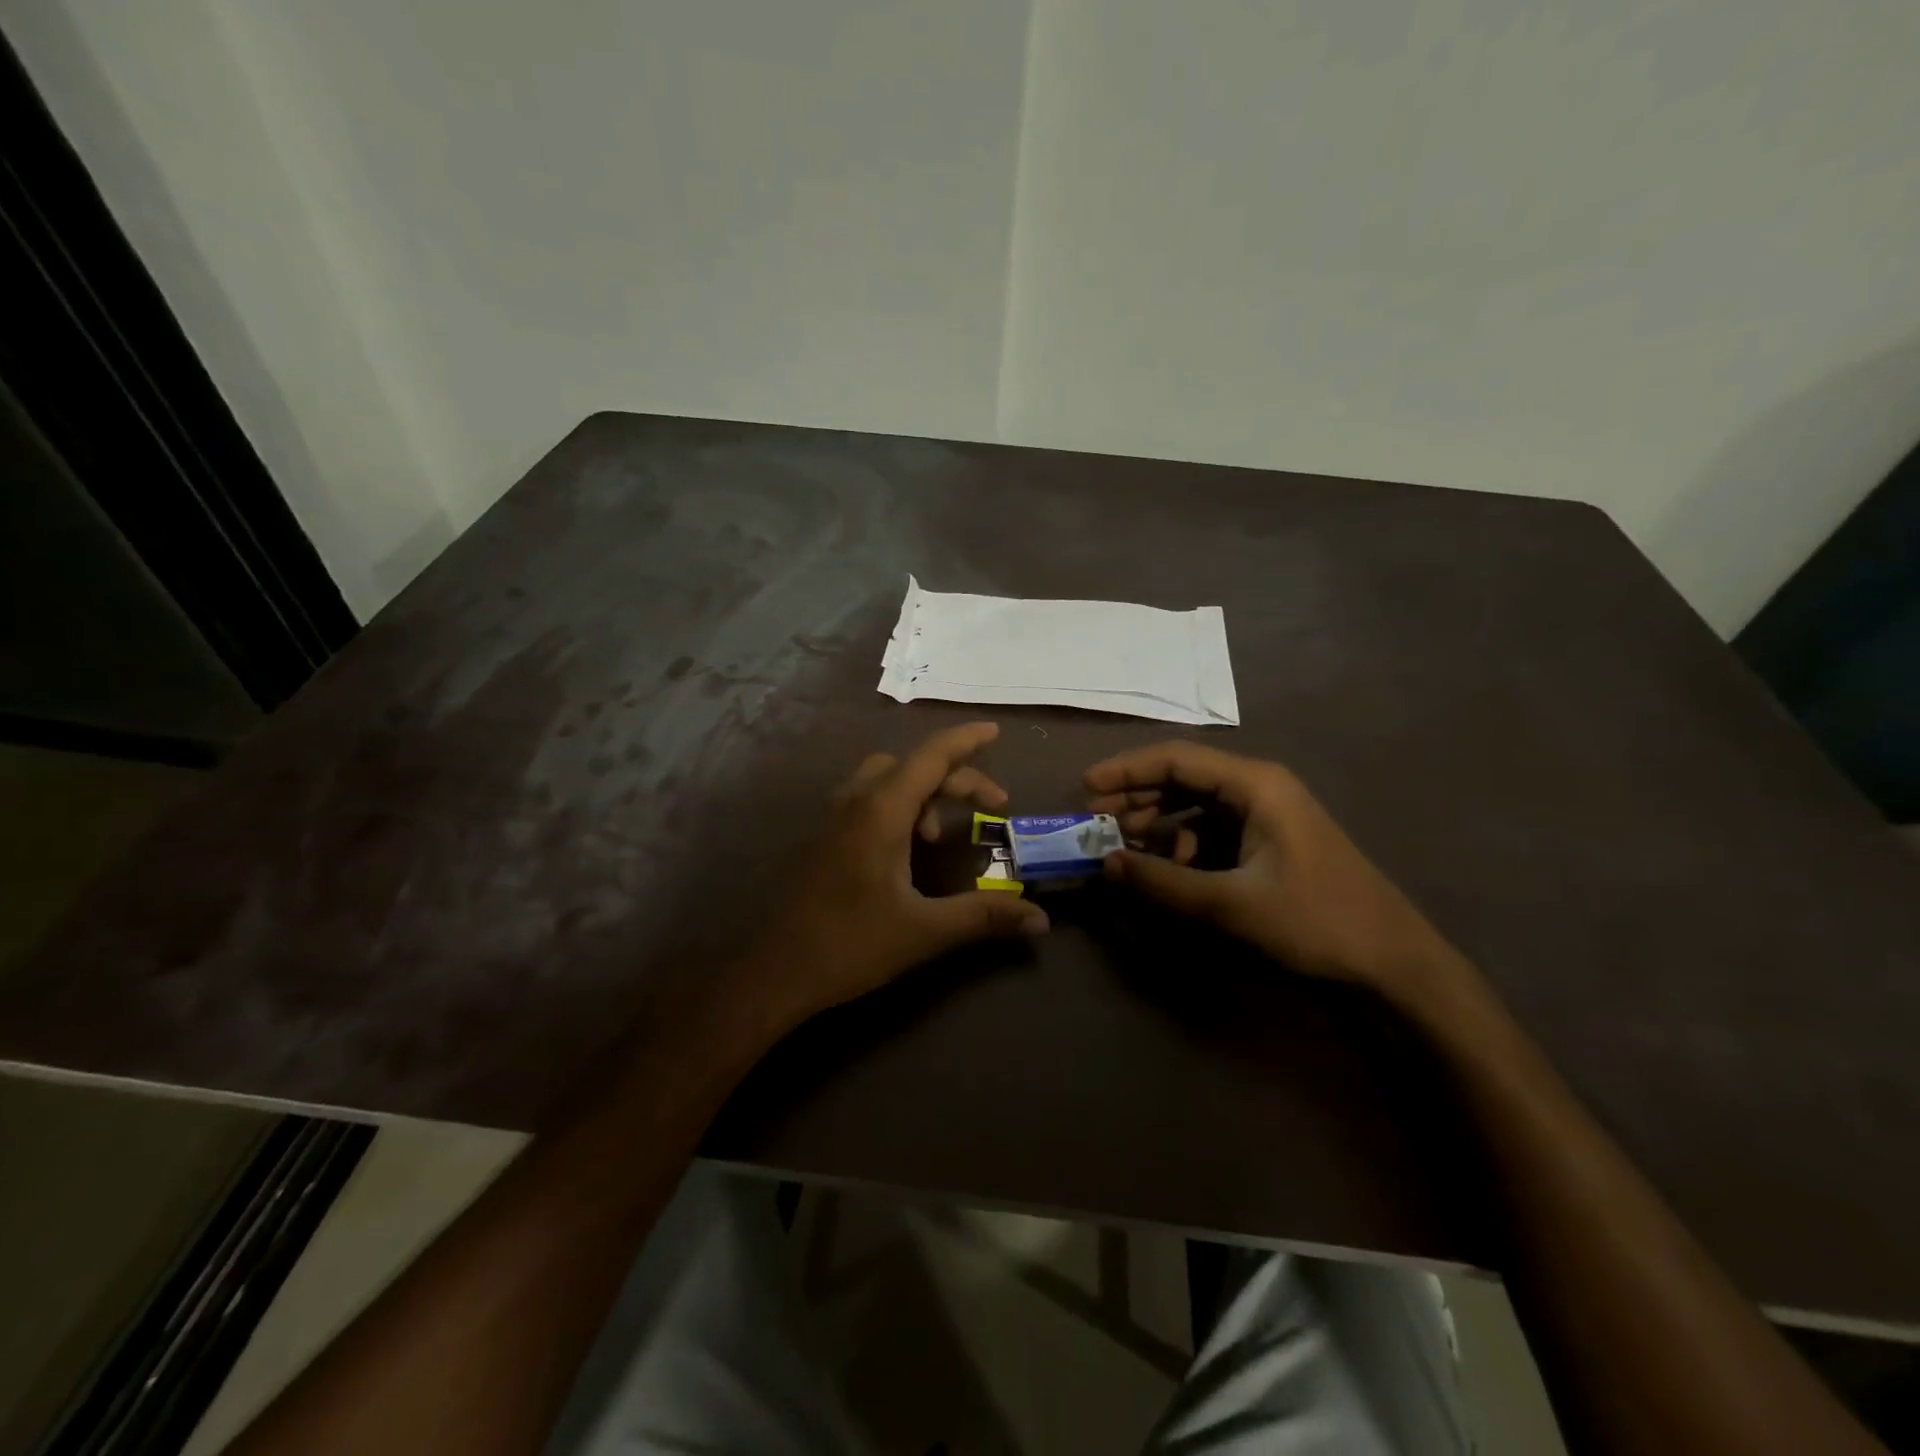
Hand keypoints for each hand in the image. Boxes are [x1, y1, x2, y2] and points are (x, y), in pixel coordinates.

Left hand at [738, 722, 1049, 1033]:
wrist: (777, 971)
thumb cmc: (851, 944)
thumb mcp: (925, 930)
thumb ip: (984, 916)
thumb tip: (1041, 919)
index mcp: (881, 812)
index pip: (931, 757)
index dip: (965, 740)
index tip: (995, 731)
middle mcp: (856, 801)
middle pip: (913, 766)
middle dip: (957, 778)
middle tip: (993, 805)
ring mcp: (834, 816)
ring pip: (887, 778)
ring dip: (924, 791)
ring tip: (941, 834)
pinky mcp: (824, 836)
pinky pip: (868, 798)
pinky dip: (899, 804)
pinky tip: (907, 847)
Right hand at [1086, 742, 1459, 999]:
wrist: (1392, 961)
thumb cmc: (1316, 921)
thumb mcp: (1231, 905)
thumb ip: (1163, 882)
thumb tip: (1105, 863)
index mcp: (1255, 784)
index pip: (1176, 758)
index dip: (1126, 770)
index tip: (1086, 788)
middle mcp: (1259, 788)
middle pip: (1183, 777)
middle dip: (1136, 796)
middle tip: (1095, 819)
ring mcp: (1266, 814)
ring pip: (1195, 804)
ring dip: (1157, 821)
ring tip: (1123, 846)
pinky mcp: (1268, 841)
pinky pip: (1212, 829)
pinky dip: (1182, 843)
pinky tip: (1166, 868)